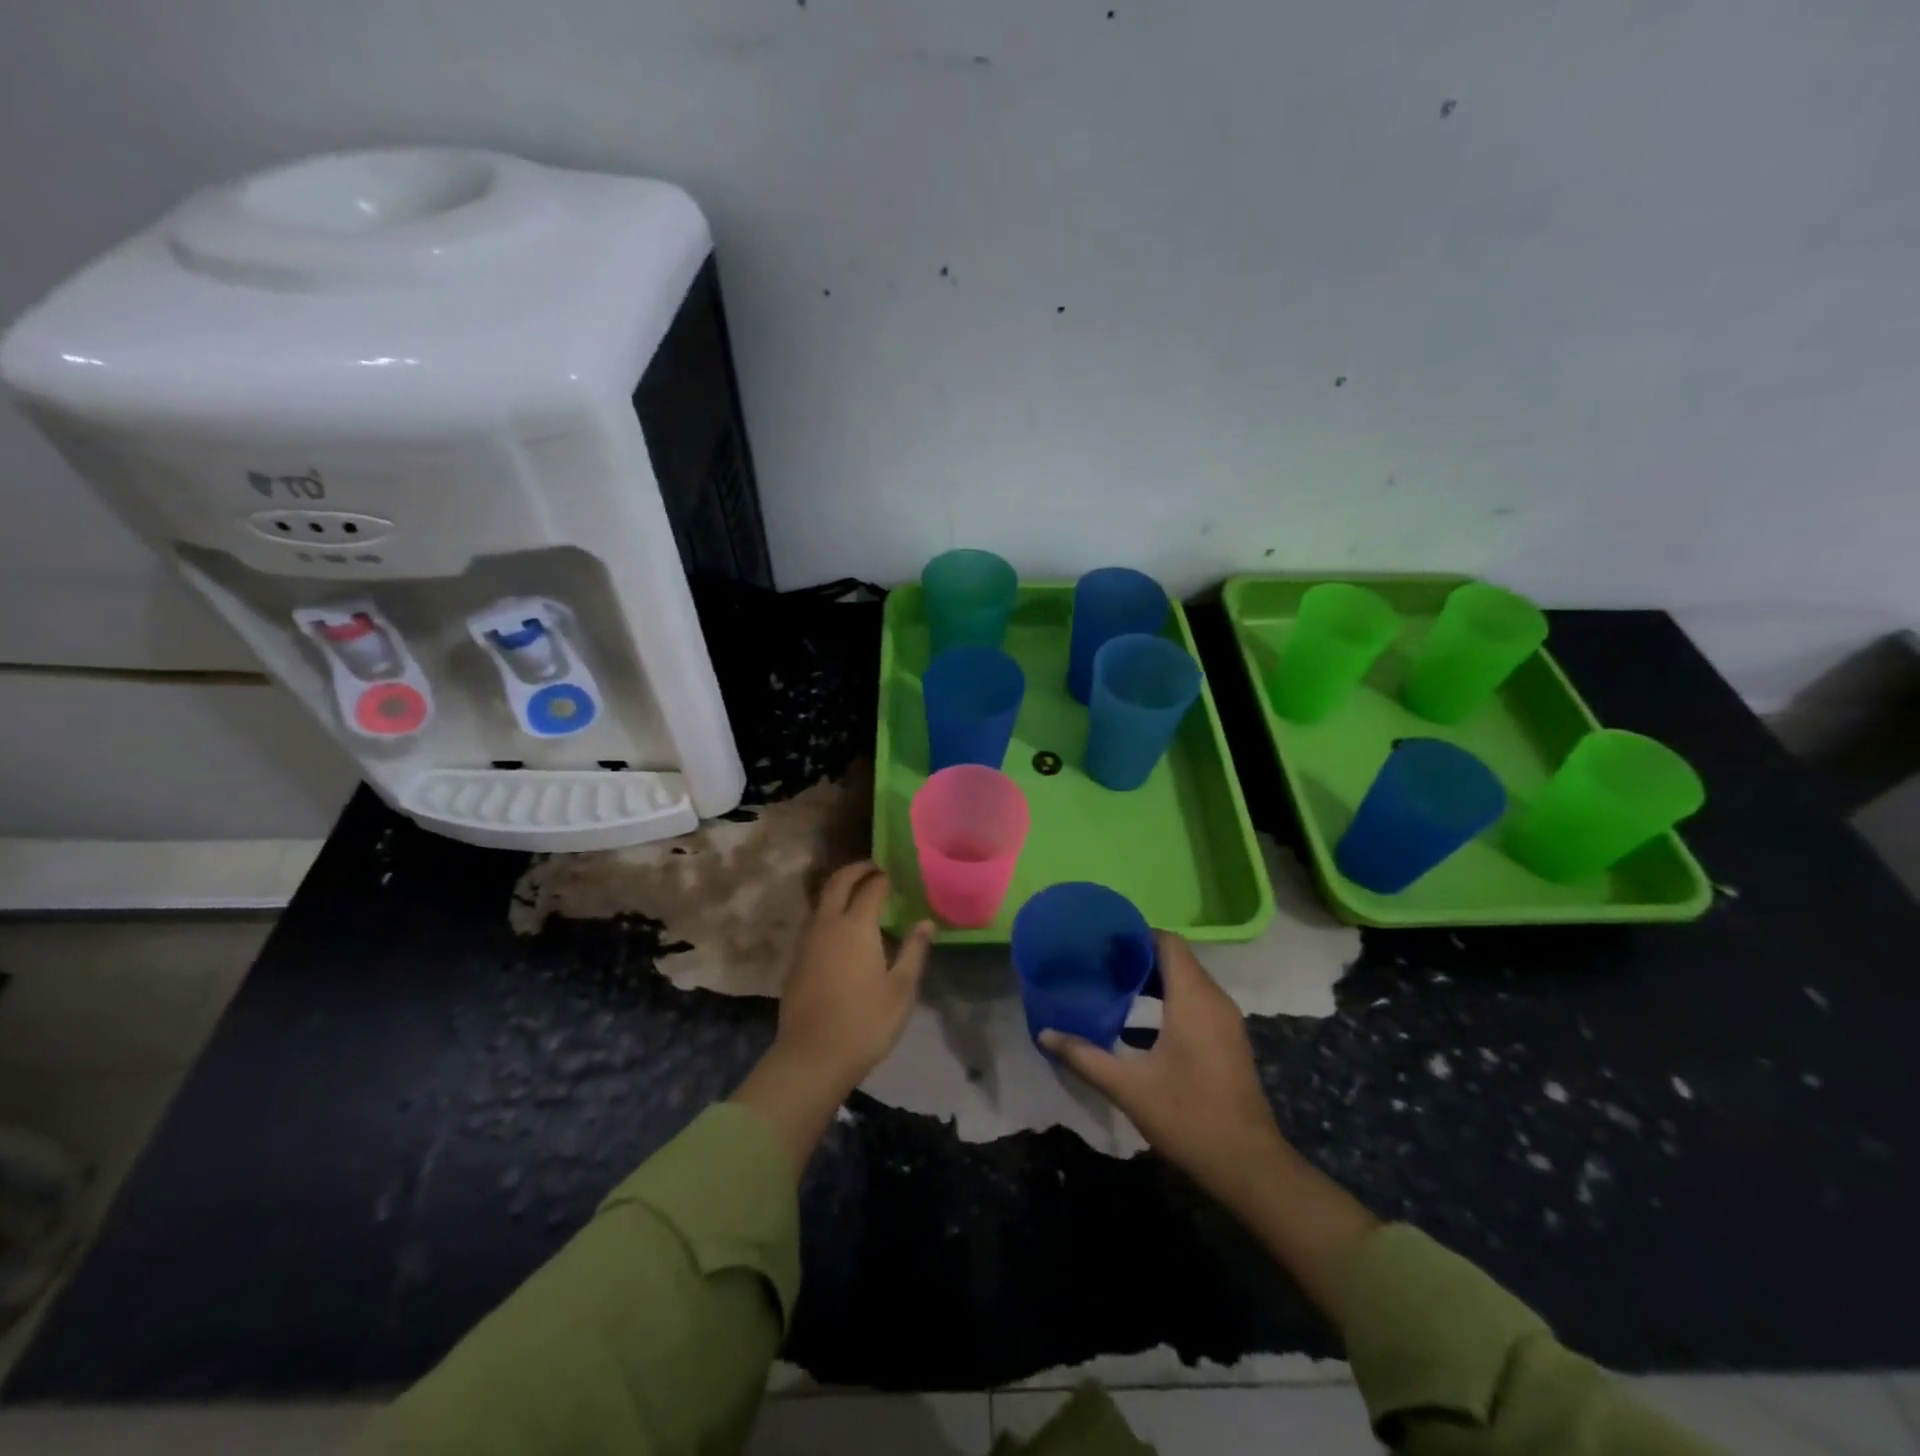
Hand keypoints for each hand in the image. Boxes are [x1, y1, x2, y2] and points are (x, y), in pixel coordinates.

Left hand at [732, 862, 931, 1177]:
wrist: (812, 1058)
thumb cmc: (865, 1022)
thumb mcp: (901, 989)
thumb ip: (913, 951)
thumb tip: (926, 922)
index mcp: (856, 926)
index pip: (871, 888)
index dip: (883, 877)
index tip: (894, 873)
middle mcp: (827, 925)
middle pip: (838, 883)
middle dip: (855, 870)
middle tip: (873, 868)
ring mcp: (807, 942)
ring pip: (821, 902)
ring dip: (839, 890)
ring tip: (859, 895)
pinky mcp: (796, 961)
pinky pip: (814, 923)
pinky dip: (829, 913)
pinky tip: (842, 931)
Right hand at [1040, 932, 1286, 1200]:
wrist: (1247, 1165)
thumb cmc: (1188, 1116)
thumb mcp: (1128, 1087)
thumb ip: (1085, 1056)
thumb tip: (1045, 1034)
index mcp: (1193, 999)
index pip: (1168, 942)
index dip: (1136, 936)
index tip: (1103, 943)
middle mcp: (1214, 1000)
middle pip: (1176, 958)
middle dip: (1138, 957)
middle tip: (1100, 965)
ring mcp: (1225, 1021)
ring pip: (1187, 981)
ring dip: (1153, 980)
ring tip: (1113, 988)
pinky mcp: (1227, 1040)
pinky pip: (1196, 1001)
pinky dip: (1168, 1000)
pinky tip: (1137, 1025)